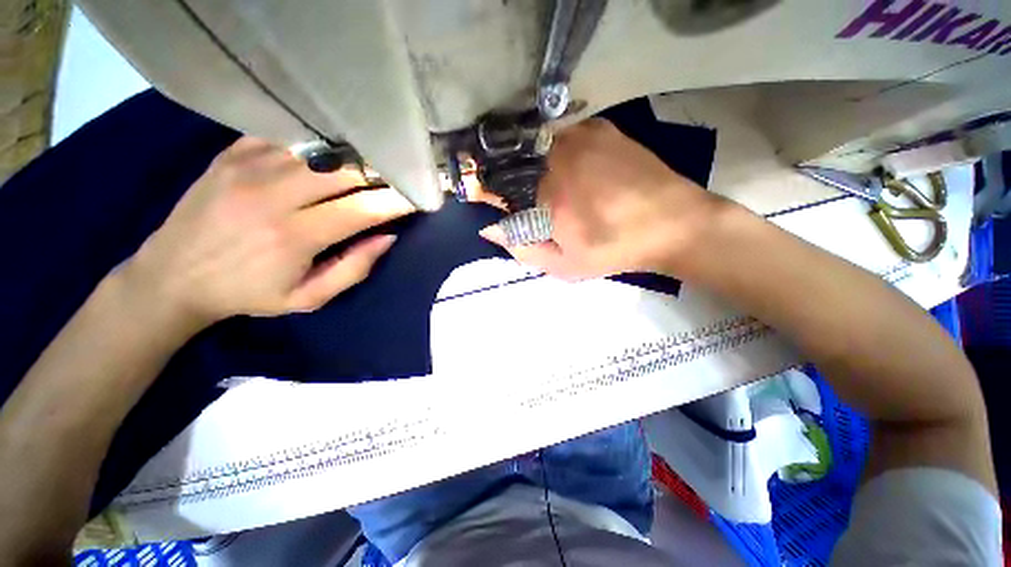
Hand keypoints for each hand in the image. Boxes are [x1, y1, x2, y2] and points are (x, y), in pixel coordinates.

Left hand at [124, 137, 414, 328]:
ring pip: (320, 149)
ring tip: (374, 163)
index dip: (397, 201)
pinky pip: (288, 137)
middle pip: (345, 170)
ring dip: (355, 156)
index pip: (362, 209)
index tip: (420, 197)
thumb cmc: (247, 293)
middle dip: (381, 172)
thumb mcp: (308, 298)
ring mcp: (247, 166)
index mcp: (293, 236)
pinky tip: (332, 153)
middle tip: (402, 176)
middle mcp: (272, 195)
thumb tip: (389, 237)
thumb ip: (354, 269)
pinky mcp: (231, 153)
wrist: (171, 275)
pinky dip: (318, 144)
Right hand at [479, 119, 722, 279]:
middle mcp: (557, 155)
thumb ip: (523, 248)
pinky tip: (572, 169)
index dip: (491, 194)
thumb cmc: (615, 249)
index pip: (499, 185)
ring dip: (535, 165)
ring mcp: (581, 136)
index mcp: (546, 192)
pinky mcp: (601, 128)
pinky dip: (557, 151)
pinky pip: (564, 136)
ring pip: (538, 146)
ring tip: (553, 187)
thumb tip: (490, 229)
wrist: (673, 224)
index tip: (494, 203)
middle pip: (517, 162)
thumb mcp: (565, 265)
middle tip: (533, 201)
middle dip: (514, 181)